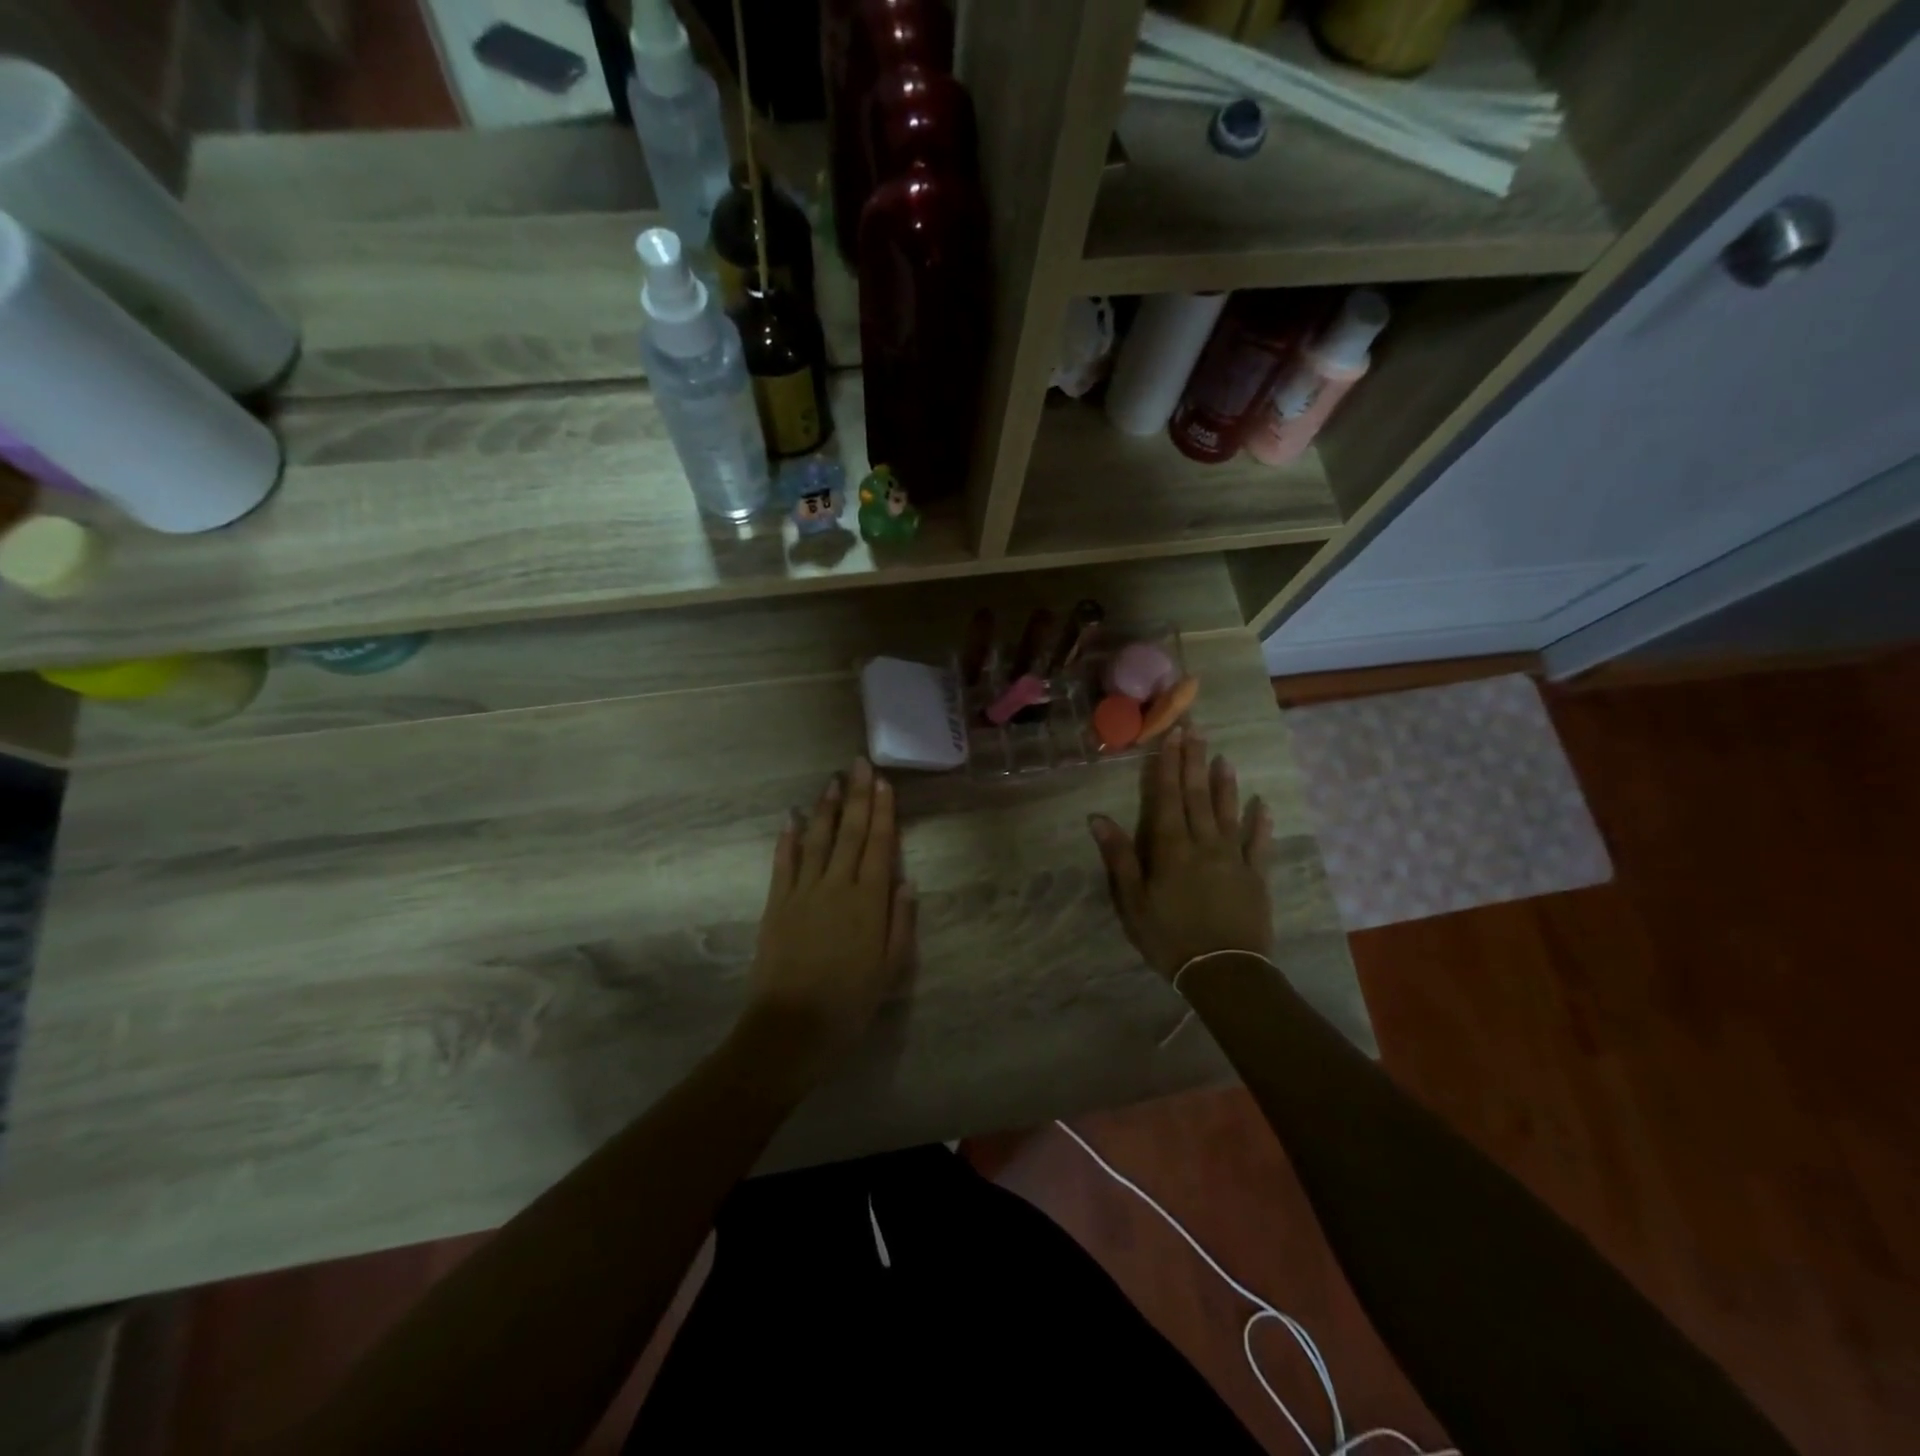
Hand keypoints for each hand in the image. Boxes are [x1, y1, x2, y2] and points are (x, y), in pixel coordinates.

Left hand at [743, 759, 915, 1084]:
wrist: (791, 1028)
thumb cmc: (850, 1003)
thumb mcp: (892, 969)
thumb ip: (900, 922)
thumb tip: (906, 881)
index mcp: (869, 901)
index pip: (879, 845)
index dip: (883, 812)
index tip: (884, 783)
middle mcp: (836, 886)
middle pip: (850, 833)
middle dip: (857, 796)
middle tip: (859, 763)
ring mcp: (802, 892)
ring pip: (817, 840)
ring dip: (825, 808)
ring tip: (832, 780)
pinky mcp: (776, 904)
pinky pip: (783, 863)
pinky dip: (788, 838)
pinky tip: (791, 817)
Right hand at [1088, 728, 1272, 980]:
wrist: (1223, 971)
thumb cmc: (1169, 937)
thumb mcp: (1132, 902)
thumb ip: (1119, 857)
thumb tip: (1097, 818)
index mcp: (1171, 848)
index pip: (1168, 797)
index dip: (1168, 765)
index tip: (1172, 735)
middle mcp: (1204, 844)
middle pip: (1197, 796)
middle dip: (1195, 761)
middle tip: (1197, 730)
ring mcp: (1233, 858)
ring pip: (1228, 813)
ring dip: (1225, 784)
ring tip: (1224, 757)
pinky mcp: (1256, 877)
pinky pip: (1258, 844)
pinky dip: (1260, 823)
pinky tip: (1262, 804)